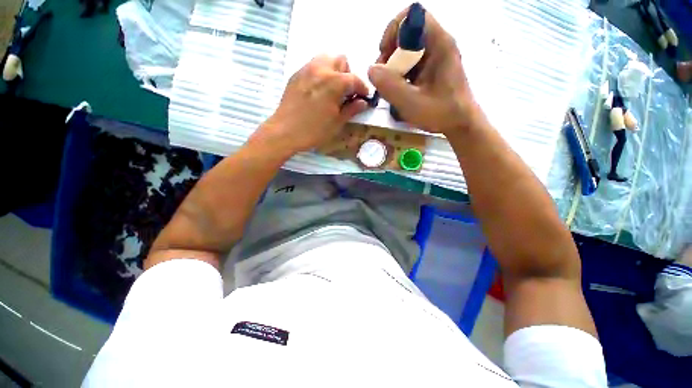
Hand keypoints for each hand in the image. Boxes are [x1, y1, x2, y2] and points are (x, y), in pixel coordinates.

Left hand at [255, 55, 368, 154]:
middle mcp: (321, 69)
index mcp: (334, 82)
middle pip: (341, 60)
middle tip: (346, 93)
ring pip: (326, 59)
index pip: (355, 80)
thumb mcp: (337, 123)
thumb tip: (363, 102)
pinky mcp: (296, 74)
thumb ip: (352, 109)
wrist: (285, 132)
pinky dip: (321, 73)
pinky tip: (319, 90)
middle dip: (348, 75)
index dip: (363, 89)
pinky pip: (313, 66)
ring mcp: (306, 69)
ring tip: (332, 89)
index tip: (364, 98)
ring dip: (334, 70)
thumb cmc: (314, 130)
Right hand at [368, 6, 482, 135]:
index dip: (394, 30)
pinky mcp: (432, 68)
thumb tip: (371, 69)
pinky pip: (411, 62)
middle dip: (390, 52)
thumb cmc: (441, 113)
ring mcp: (436, 56)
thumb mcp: (411, 103)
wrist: (460, 123)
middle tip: (384, 76)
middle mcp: (438, 44)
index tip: (385, 54)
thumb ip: (390, 86)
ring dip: (394, 66)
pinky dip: (400, 74)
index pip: (414, 16)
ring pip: (407, 50)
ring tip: (391, 86)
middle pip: (407, 33)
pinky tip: (400, 89)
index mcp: (439, 44)